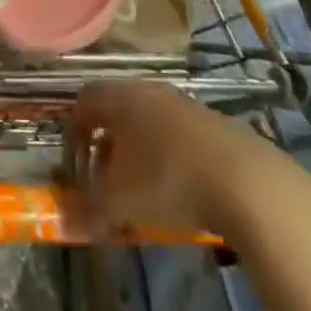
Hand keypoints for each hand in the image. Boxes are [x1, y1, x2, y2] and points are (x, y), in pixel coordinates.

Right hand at [65, 83, 310, 256]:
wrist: (248, 183)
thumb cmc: (169, 180)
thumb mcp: (119, 202)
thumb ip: (87, 209)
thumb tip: (62, 219)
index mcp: (120, 97)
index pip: (83, 102)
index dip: (73, 132)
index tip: (74, 165)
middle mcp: (149, 91)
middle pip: (116, 112)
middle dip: (106, 148)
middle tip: (104, 182)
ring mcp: (184, 104)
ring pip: (147, 124)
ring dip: (137, 155)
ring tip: (141, 193)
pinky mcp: (214, 124)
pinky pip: (176, 137)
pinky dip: (167, 159)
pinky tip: (178, 192)